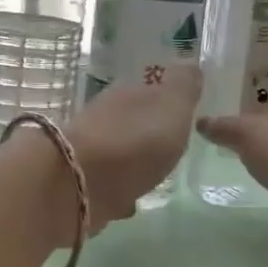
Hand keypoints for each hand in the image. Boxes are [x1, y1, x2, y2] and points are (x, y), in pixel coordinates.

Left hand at [66, 65, 202, 227]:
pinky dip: (118, 190)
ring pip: (116, 153)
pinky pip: (106, 184)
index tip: (182, 114)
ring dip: (132, 163)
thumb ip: (184, 88)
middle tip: (169, 147)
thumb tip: (191, 64)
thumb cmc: (134, 142)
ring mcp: (88, 151)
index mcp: (127, 94)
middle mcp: (104, 117)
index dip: (165, 101)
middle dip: (147, 133)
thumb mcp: (171, 108)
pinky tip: (130, 202)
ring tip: (153, 176)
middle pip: (131, 122)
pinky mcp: (79, 184)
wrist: (77, 185)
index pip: (149, 90)